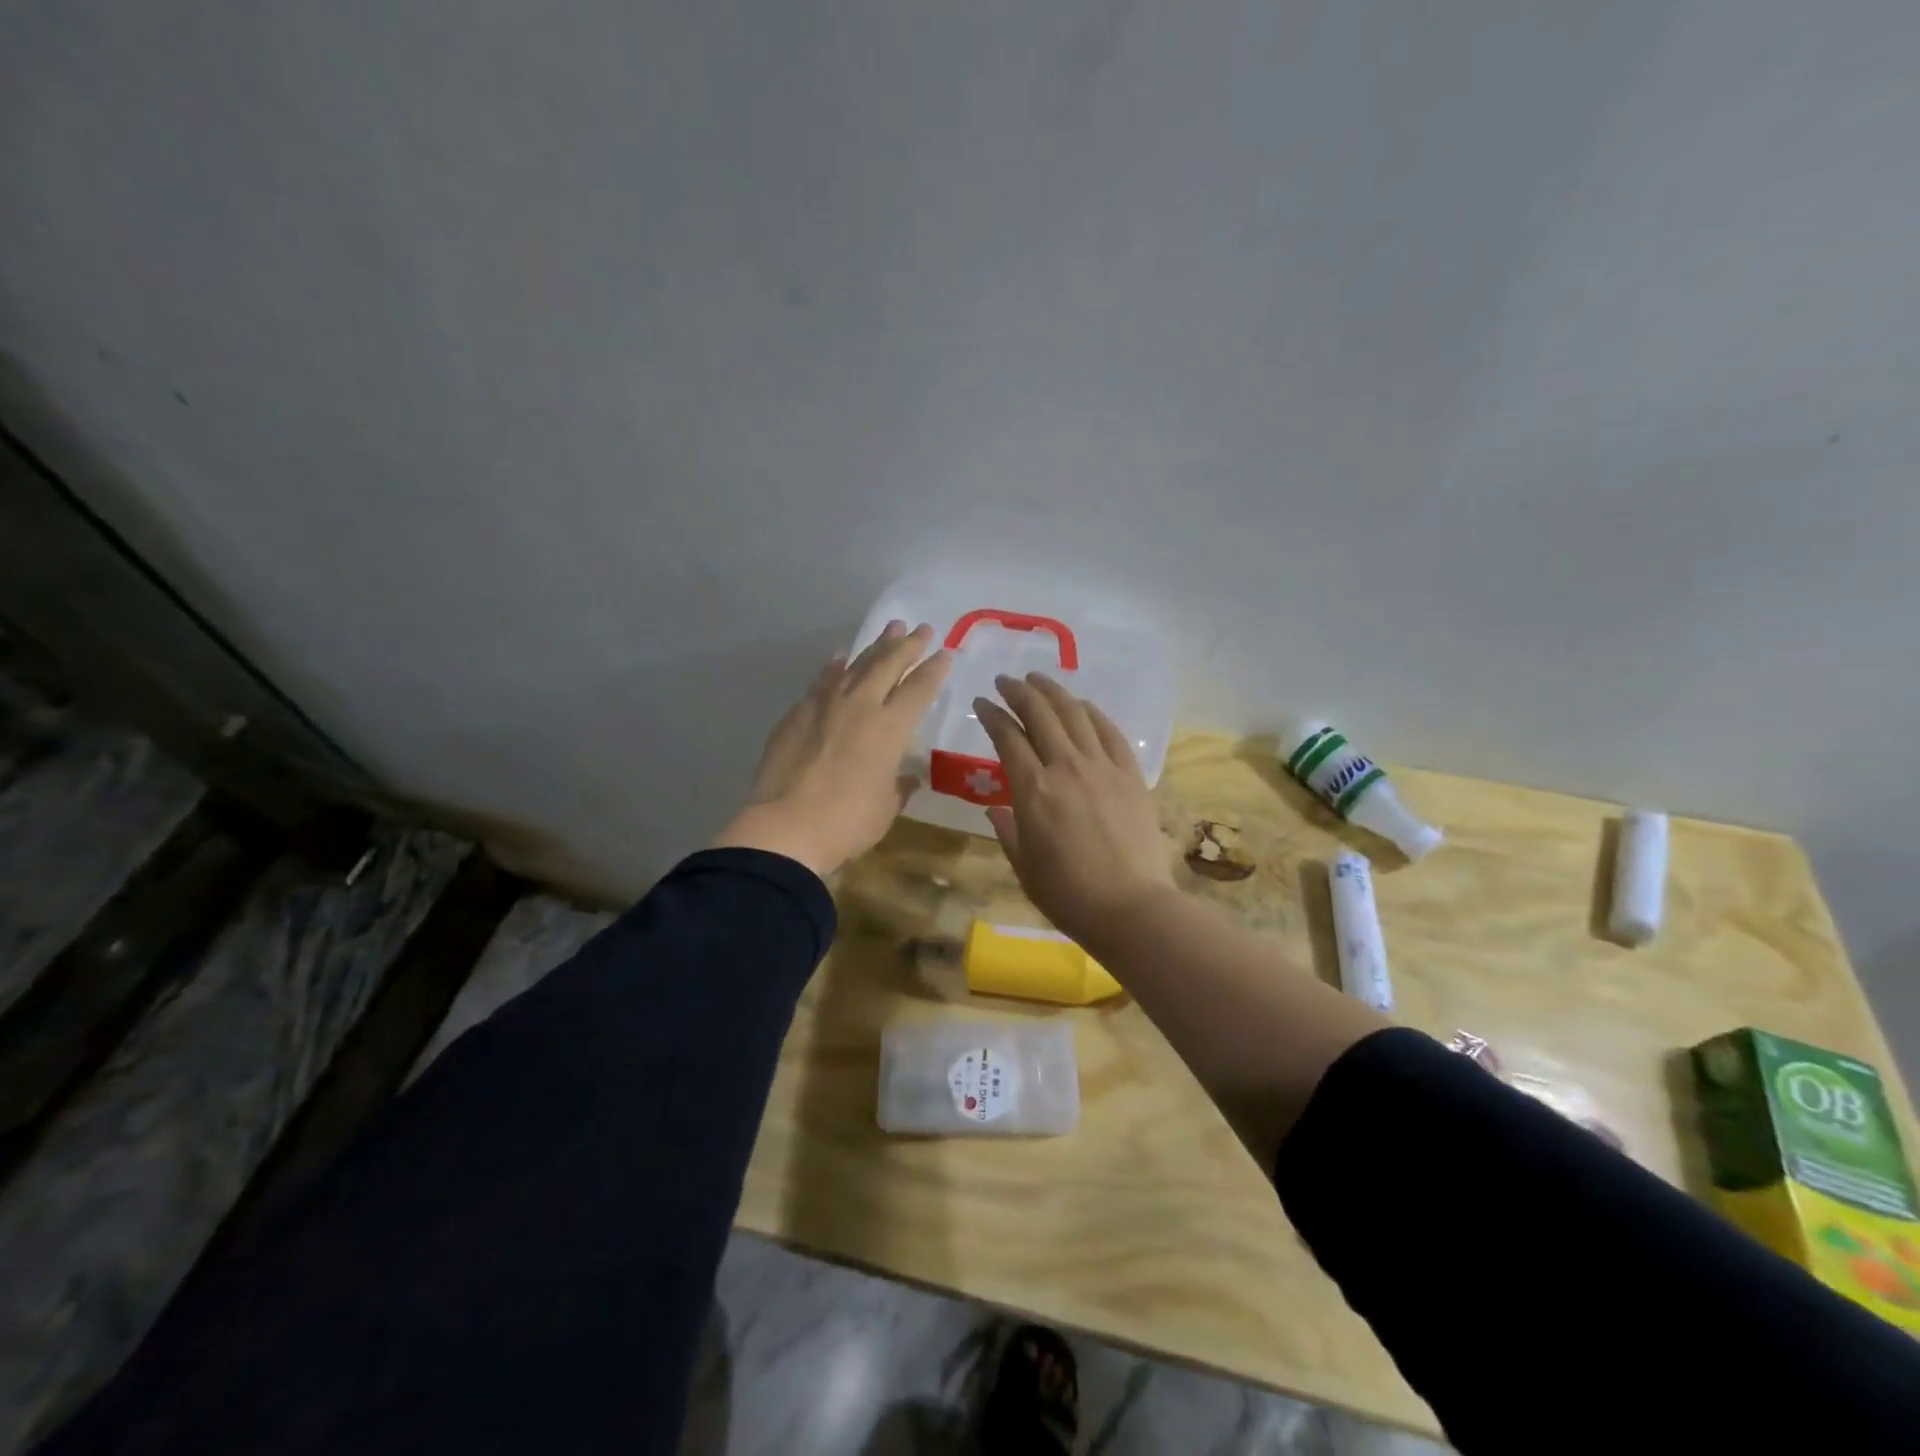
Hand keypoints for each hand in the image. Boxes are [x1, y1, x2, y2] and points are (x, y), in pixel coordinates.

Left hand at [712, 621, 950, 877]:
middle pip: (888, 665)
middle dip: (908, 645)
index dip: (935, 669)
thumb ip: (898, 787)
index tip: (946, 652)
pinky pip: (822, 681)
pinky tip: (840, 657)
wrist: (786, 827)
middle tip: (923, 629)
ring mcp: (825, 706)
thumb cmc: (847, 822)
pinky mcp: (797, 714)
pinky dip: (834, 667)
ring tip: (890, 629)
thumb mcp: (885, 808)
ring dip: (875, 646)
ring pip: (856, 665)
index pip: (919, 689)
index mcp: (891, 729)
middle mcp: (861, 706)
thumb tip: (906, 778)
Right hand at [973, 673, 1174, 946]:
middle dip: (1019, 691)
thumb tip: (996, 810)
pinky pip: (1110, 732)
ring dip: (1054, 691)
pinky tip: (1082, 706)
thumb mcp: (1024, 866)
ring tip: (1039, 679)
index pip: (1007, 737)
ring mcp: (1102, 767)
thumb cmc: (1068, 894)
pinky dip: (1093, 713)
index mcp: (1033, 790)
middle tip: (1006, 681)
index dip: (992, 715)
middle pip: (1040, 714)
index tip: (982, 703)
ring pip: (1075, 714)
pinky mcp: (1131, 774)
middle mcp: (1066, 767)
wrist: (1131, 907)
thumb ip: (1008, 831)